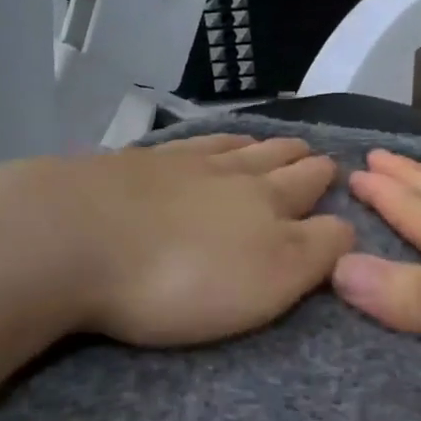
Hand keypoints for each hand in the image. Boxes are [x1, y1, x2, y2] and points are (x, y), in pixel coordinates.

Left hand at [52, 134, 354, 346]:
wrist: (73, 238)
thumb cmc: (182, 276)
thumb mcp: (270, 278)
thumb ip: (316, 251)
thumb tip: (347, 226)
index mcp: (264, 202)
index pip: (307, 187)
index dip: (326, 183)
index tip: (336, 174)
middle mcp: (225, 173)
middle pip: (271, 159)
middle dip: (296, 157)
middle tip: (310, 153)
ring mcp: (172, 164)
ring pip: (227, 148)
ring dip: (253, 145)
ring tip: (263, 142)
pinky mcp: (126, 167)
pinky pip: (178, 146)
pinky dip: (200, 143)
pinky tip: (194, 145)